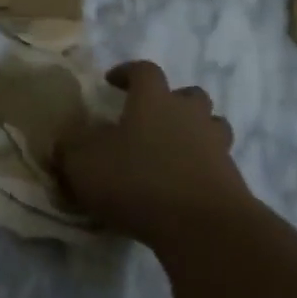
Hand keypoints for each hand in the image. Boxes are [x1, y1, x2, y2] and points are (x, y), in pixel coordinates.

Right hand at [55, 60, 256, 249]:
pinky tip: (182, 186)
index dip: (128, 72)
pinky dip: (202, 167)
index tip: (112, 82)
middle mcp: (189, 115)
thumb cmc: (137, 182)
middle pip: (189, 94)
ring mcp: (216, 146)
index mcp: (153, 101)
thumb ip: (70, 149)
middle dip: (171, 101)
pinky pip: (217, 163)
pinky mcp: (232, 179)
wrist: (201, 226)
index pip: (144, 70)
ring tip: (173, 150)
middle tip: (150, 118)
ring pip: (212, 126)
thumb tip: (65, 141)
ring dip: (194, 132)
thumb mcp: (84, 164)